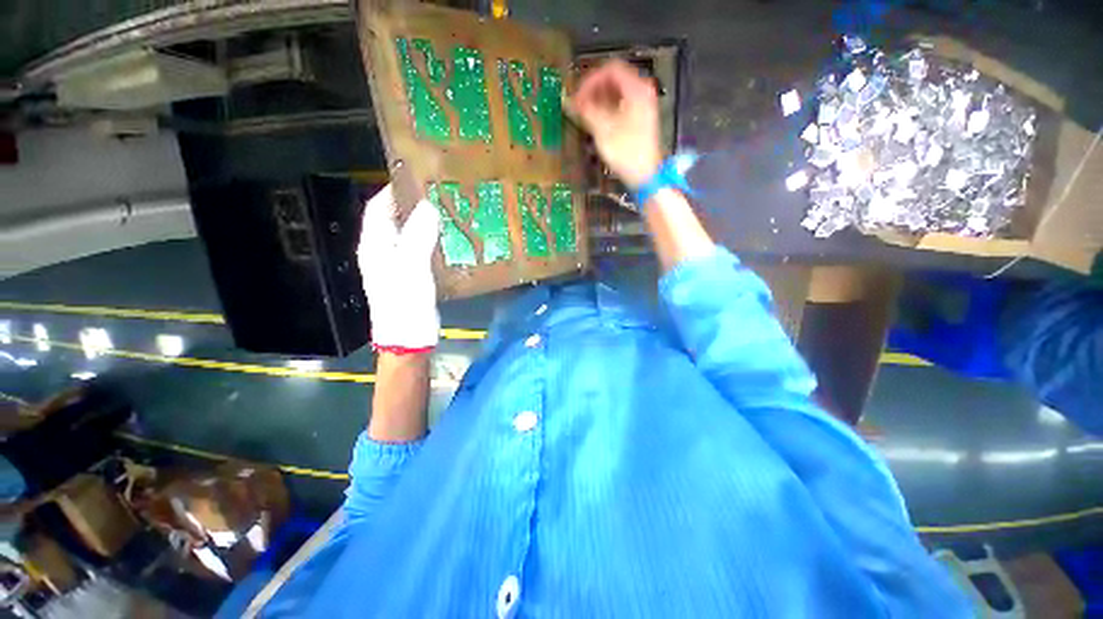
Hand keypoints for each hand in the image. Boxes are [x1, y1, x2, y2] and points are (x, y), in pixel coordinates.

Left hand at [357, 184, 440, 350]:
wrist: (408, 340)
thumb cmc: (405, 303)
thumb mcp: (411, 267)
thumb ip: (417, 236)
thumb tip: (428, 207)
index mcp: (375, 246)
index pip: (378, 209)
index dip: (392, 191)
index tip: (415, 179)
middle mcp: (381, 253)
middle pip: (393, 221)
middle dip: (411, 205)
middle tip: (437, 195)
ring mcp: (395, 266)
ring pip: (406, 236)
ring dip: (422, 223)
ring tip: (445, 214)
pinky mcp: (409, 277)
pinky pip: (417, 251)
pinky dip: (429, 241)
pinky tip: (445, 241)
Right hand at [570, 60, 662, 188]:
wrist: (646, 175)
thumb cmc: (626, 152)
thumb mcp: (603, 130)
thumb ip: (586, 111)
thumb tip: (569, 101)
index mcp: (636, 88)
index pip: (610, 69)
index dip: (590, 80)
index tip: (576, 96)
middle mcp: (642, 91)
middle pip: (614, 79)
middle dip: (593, 90)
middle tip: (578, 104)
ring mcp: (643, 105)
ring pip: (617, 93)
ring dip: (598, 100)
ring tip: (584, 114)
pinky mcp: (640, 119)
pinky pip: (621, 105)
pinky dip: (607, 109)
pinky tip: (596, 121)